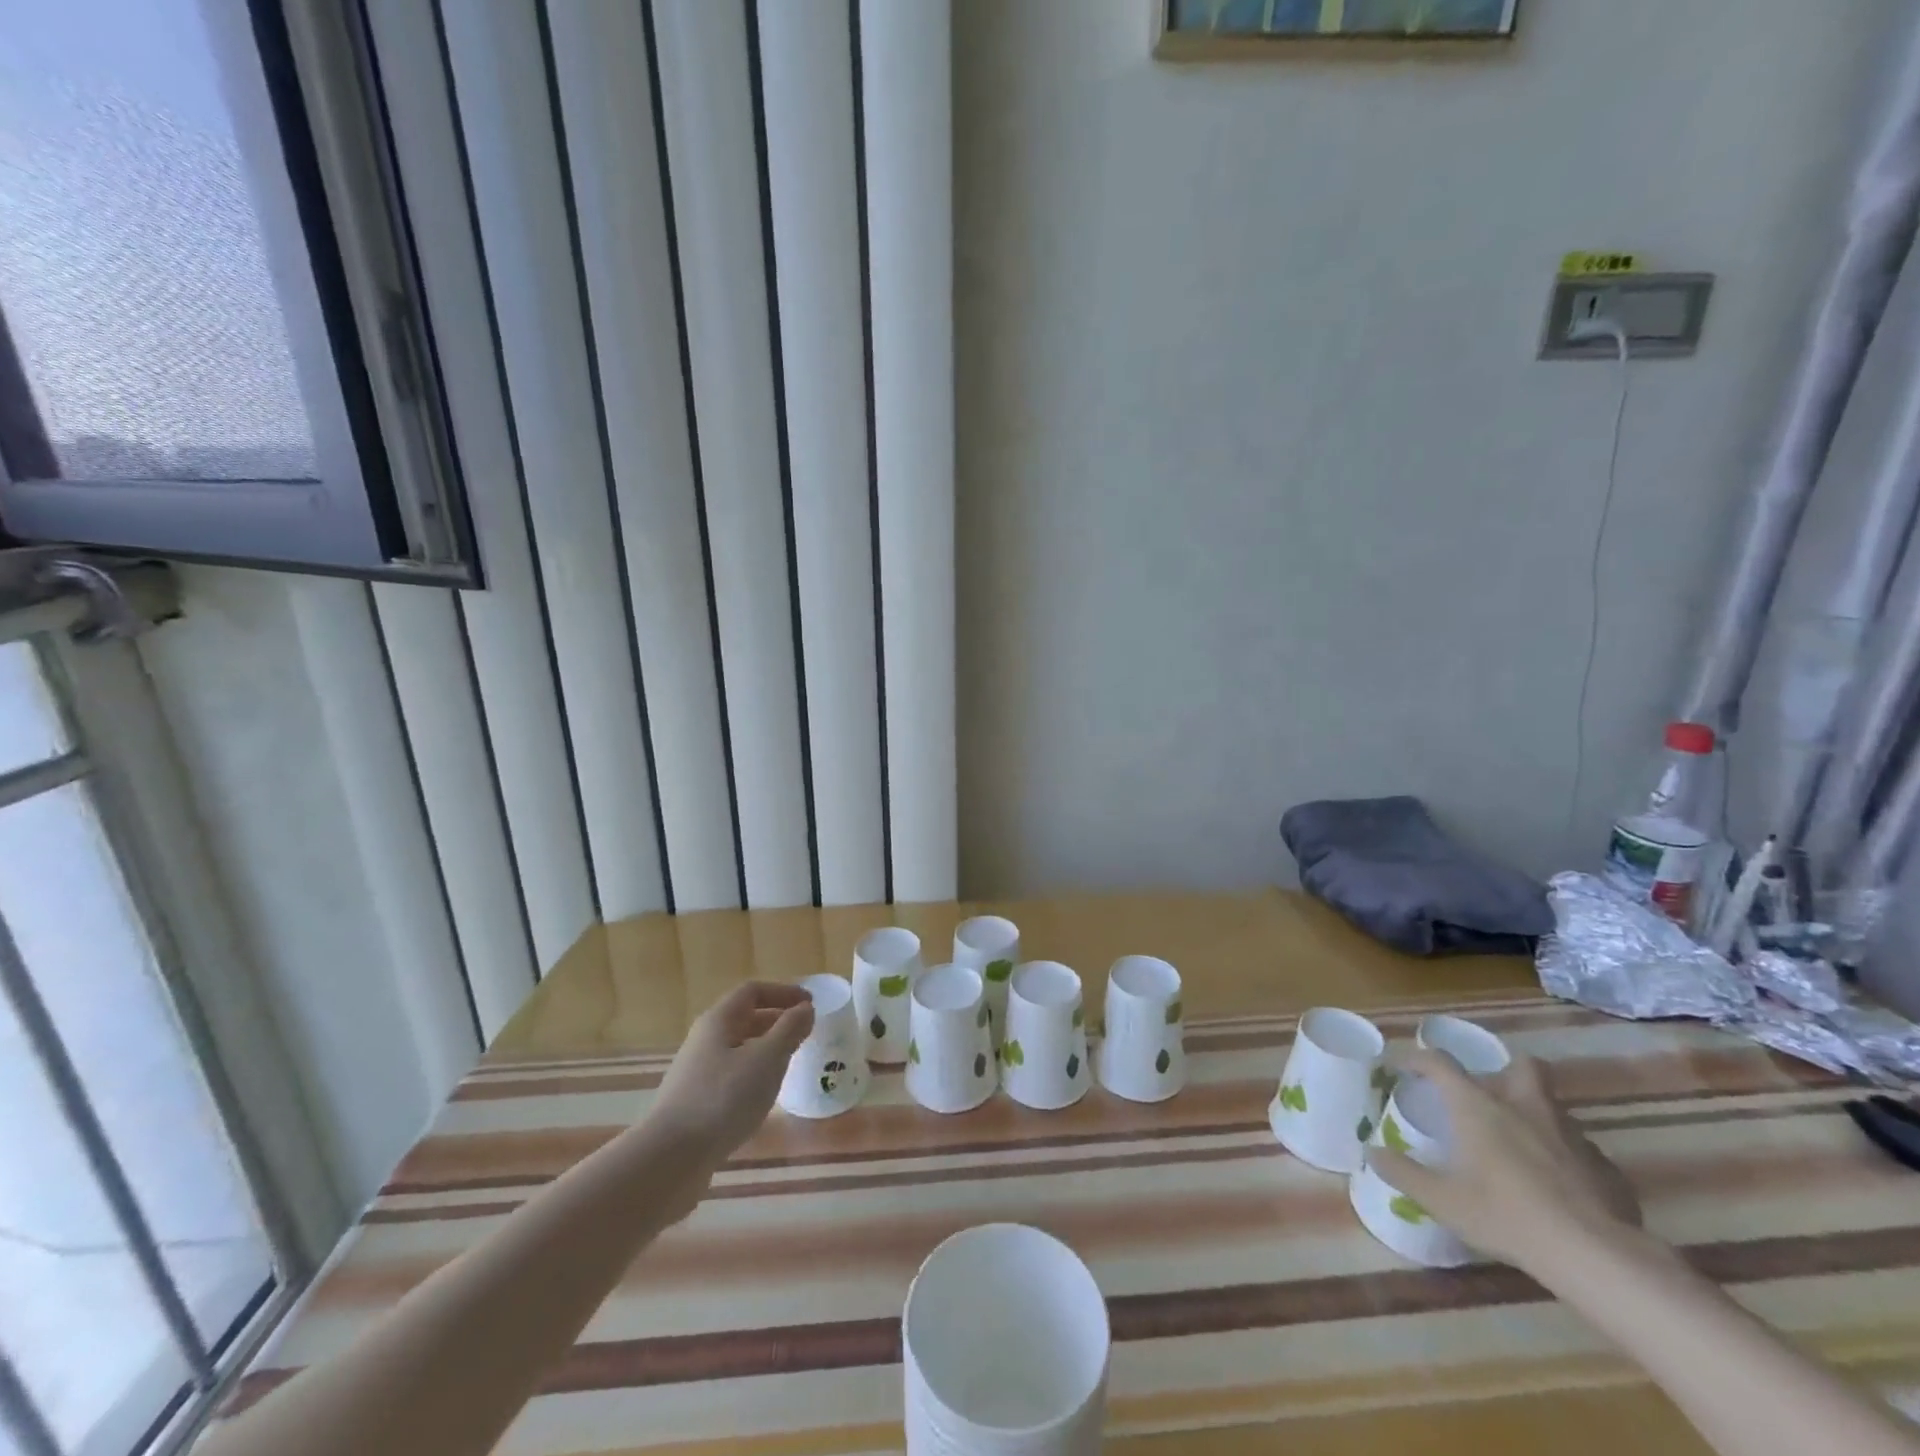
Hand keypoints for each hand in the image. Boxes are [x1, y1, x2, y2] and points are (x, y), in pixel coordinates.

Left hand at [651, 981, 813, 1157]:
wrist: (670, 1159)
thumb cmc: (723, 1099)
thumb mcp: (767, 1059)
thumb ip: (789, 1030)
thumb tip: (804, 1008)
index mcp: (718, 1021)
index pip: (752, 991)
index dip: (783, 992)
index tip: (810, 1003)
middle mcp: (704, 1040)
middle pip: (743, 1018)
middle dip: (776, 1019)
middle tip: (804, 1032)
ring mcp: (696, 1073)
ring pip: (737, 1049)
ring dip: (765, 1049)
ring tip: (789, 1063)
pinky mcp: (694, 1103)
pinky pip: (730, 1075)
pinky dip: (752, 1075)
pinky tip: (763, 1096)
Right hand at [1367, 1049, 1641, 1275]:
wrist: (1595, 1256)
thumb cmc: (1506, 1216)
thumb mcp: (1443, 1200)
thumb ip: (1404, 1173)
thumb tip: (1372, 1152)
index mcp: (1478, 1105)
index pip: (1441, 1062)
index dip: (1419, 1058)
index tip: (1406, 1067)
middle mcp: (1525, 1106)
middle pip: (1521, 1065)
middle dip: (1506, 1071)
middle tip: (1490, 1095)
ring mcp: (1571, 1134)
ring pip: (1553, 1106)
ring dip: (1536, 1115)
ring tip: (1523, 1143)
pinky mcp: (1606, 1167)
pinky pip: (1581, 1150)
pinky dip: (1567, 1157)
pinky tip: (1560, 1186)